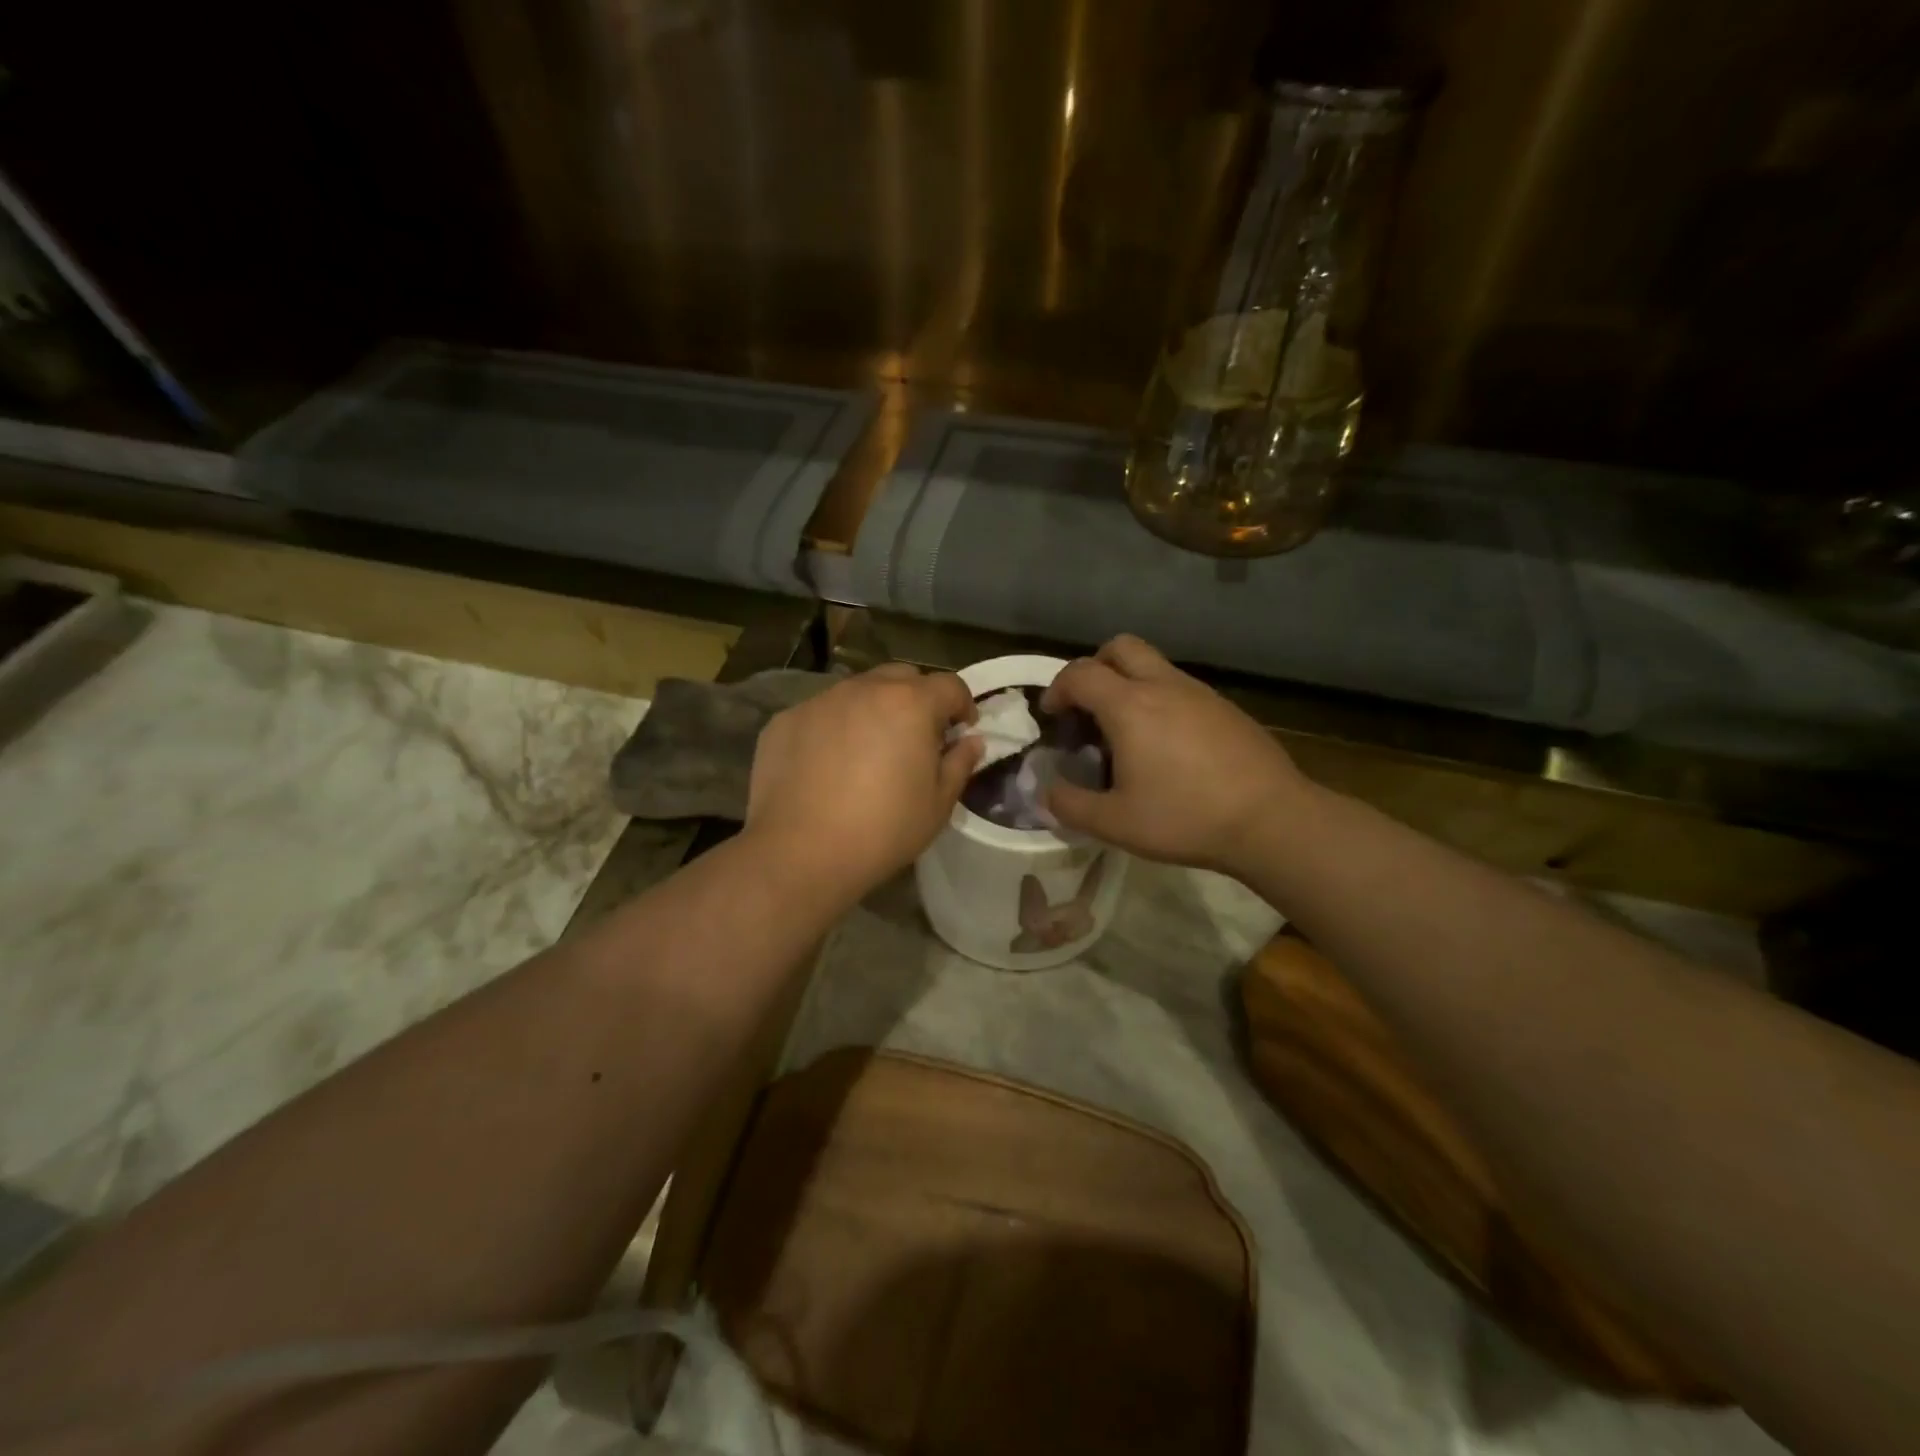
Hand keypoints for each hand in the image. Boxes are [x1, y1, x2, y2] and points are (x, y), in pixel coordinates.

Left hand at [747, 665, 981, 902]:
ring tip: (870, 750)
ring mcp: (820, 701)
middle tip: (917, 737)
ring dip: (874, 710)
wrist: (800, 853)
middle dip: (918, 699)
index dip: (962, 705)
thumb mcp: (938, 804)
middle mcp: (864, 689)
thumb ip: (960, 763)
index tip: (961, 732)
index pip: (949, 685)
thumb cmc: (883, 830)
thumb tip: (970, 741)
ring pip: (858, 691)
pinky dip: (834, 728)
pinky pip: (821, 713)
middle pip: (902, 678)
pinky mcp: (785, 720)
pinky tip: (828, 765)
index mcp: (910, 703)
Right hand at [1041, 635, 1304, 875]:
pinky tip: (1168, 746)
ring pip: (1154, 665)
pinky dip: (1160, 701)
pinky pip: (1181, 688)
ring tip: (1126, 732)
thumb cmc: (1185, 817)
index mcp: (1129, 705)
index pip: (1080, 673)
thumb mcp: (1114, 823)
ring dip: (1129, 684)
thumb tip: (1046, 794)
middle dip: (1094, 667)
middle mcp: (1163, 686)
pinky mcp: (1226, 708)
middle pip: (1120, 647)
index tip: (1052, 716)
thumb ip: (1070, 806)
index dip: (1057, 689)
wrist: (1271, 819)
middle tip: (1088, 706)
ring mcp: (1200, 693)